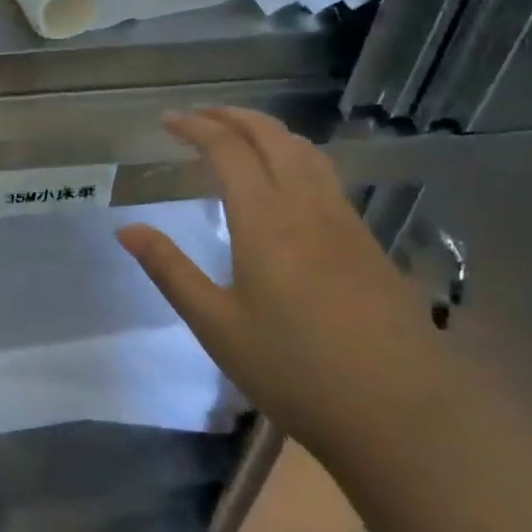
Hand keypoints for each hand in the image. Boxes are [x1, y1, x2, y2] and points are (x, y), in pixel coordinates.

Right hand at [117, 108, 454, 461]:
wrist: (405, 415)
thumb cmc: (297, 371)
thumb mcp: (218, 326)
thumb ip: (170, 270)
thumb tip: (126, 229)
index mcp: (264, 218)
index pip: (227, 148)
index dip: (195, 127)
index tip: (167, 121)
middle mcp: (306, 205)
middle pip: (270, 135)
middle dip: (231, 116)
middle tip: (198, 117)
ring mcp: (343, 220)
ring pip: (304, 150)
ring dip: (267, 130)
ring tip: (239, 135)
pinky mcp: (367, 242)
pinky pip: (325, 174)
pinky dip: (294, 155)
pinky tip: (287, 181)